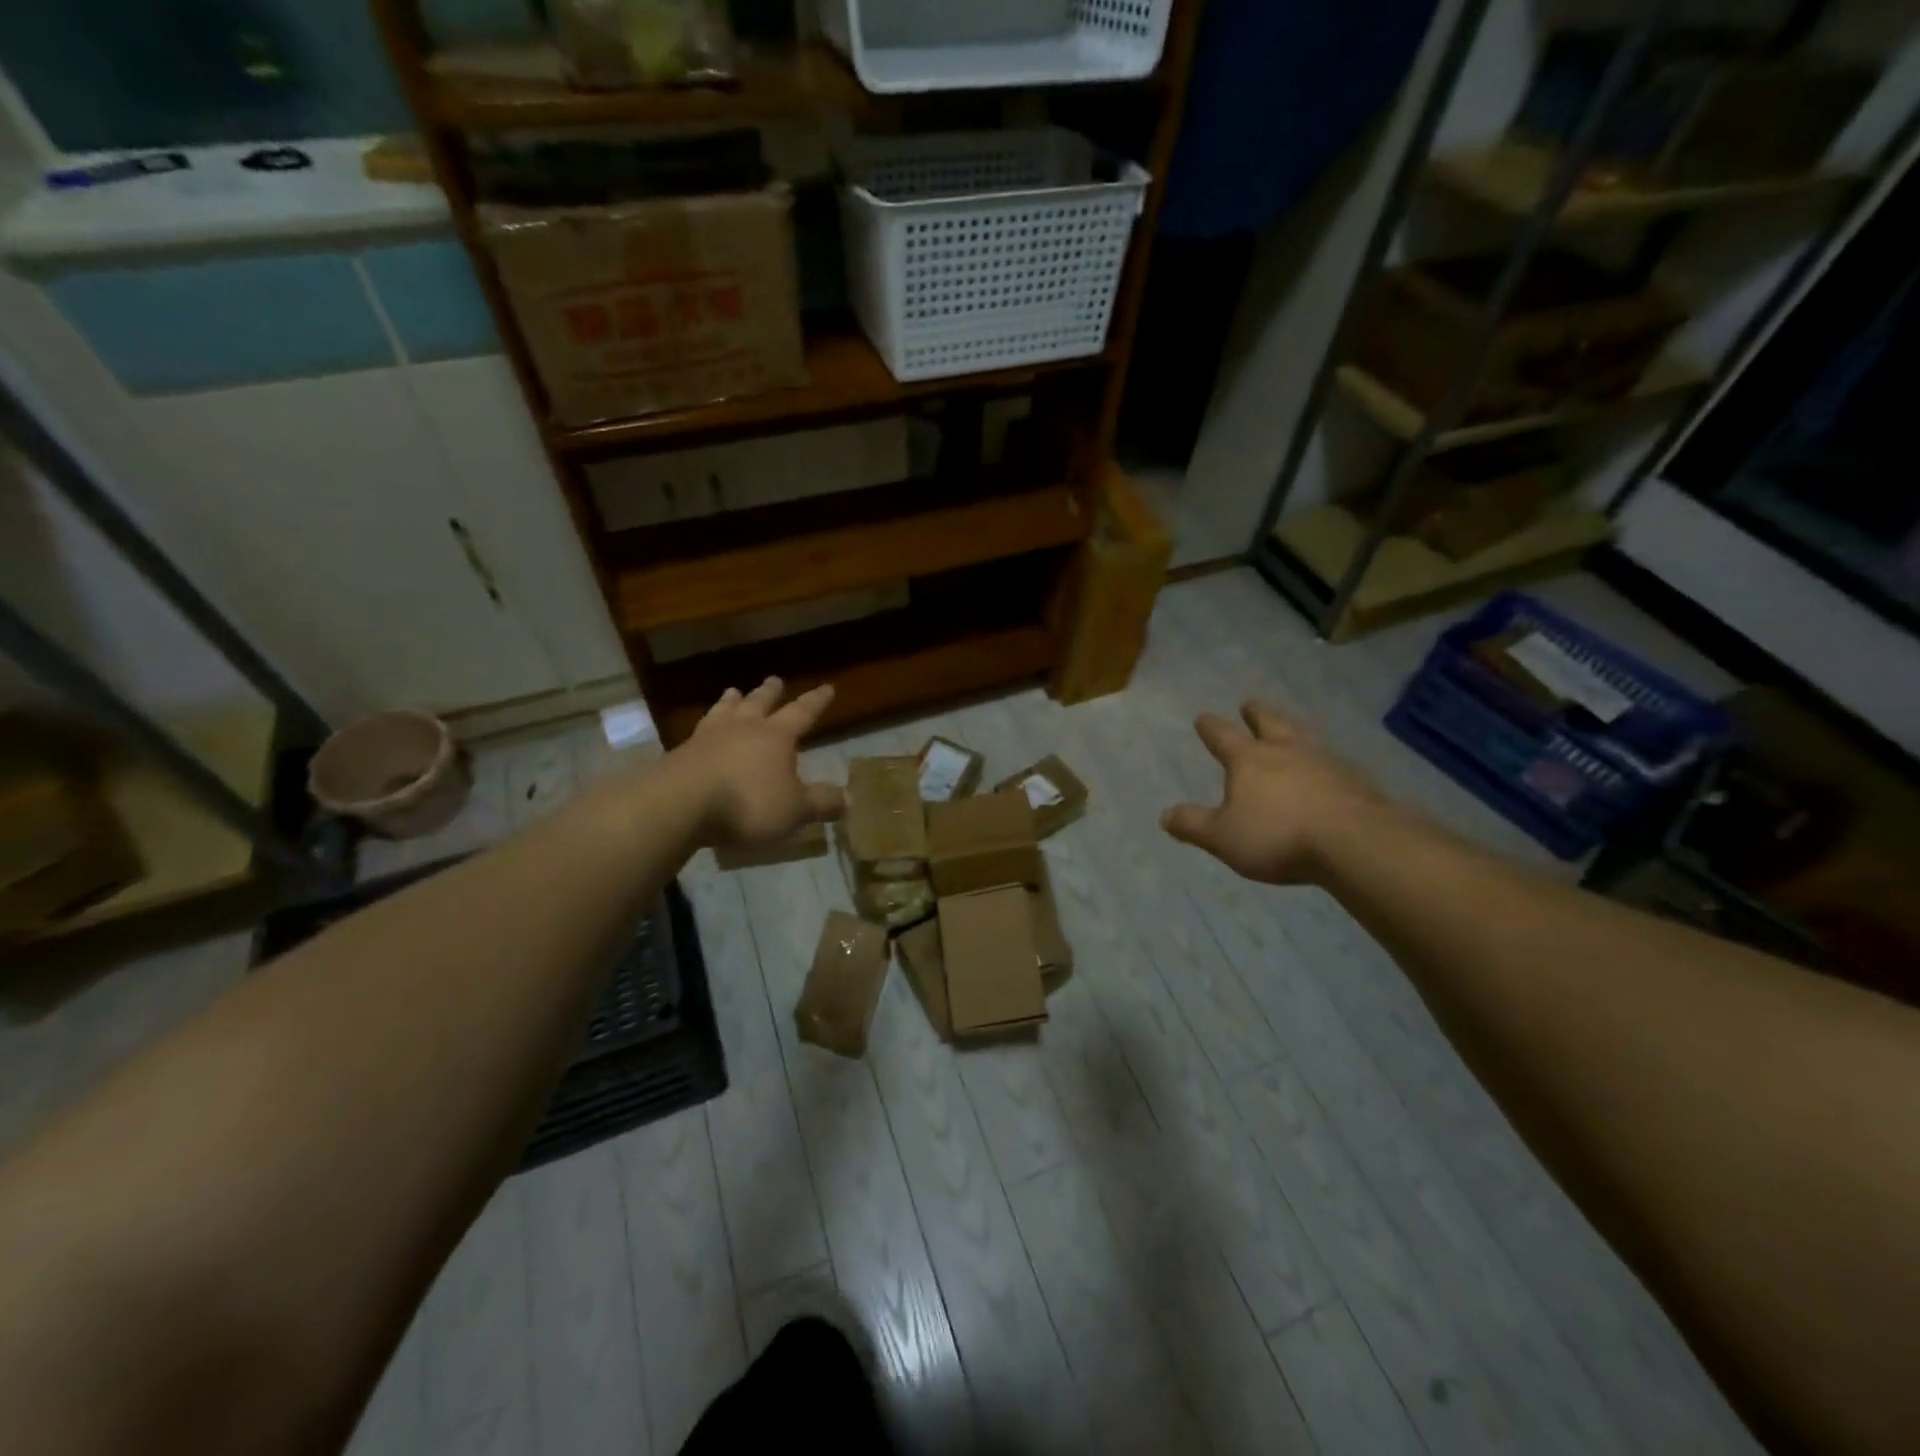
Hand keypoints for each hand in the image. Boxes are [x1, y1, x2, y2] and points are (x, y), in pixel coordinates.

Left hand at [678, 677, 844, 848]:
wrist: (681, 804)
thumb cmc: (747, 803)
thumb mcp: (794, 809)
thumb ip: (821, 803)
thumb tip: (848, 798)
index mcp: (776, 736)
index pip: (802, 712)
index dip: (816, 701)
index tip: (827, 687)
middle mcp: (743, 728)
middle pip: (759, 703)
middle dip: (770, 692)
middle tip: (775, 679)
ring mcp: (708, 737)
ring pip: (725, 711)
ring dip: (732, 701)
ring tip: (733, 692)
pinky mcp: (681, 754)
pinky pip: (699, 732)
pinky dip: (706, 726)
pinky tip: (701, 731)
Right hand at [1161, 700, 1389, 885]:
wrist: (1354, 841)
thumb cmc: (1277, 835)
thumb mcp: (1223, 837)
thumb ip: (1193, 824)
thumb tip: (1164, 815)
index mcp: (1249, 760)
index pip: (1223, 736)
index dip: (1210, 727)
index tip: (1202, 717)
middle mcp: (1286, 751)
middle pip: (1269, 722)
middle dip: (1256, 713)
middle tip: (1249, 703)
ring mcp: (1325, 761)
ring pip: (1304, 736)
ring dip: (1292, 729)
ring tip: (1289, 727)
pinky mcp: (1355, 780)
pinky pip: (1333, 762)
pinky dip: (1323, 760)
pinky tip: (1327, 768)